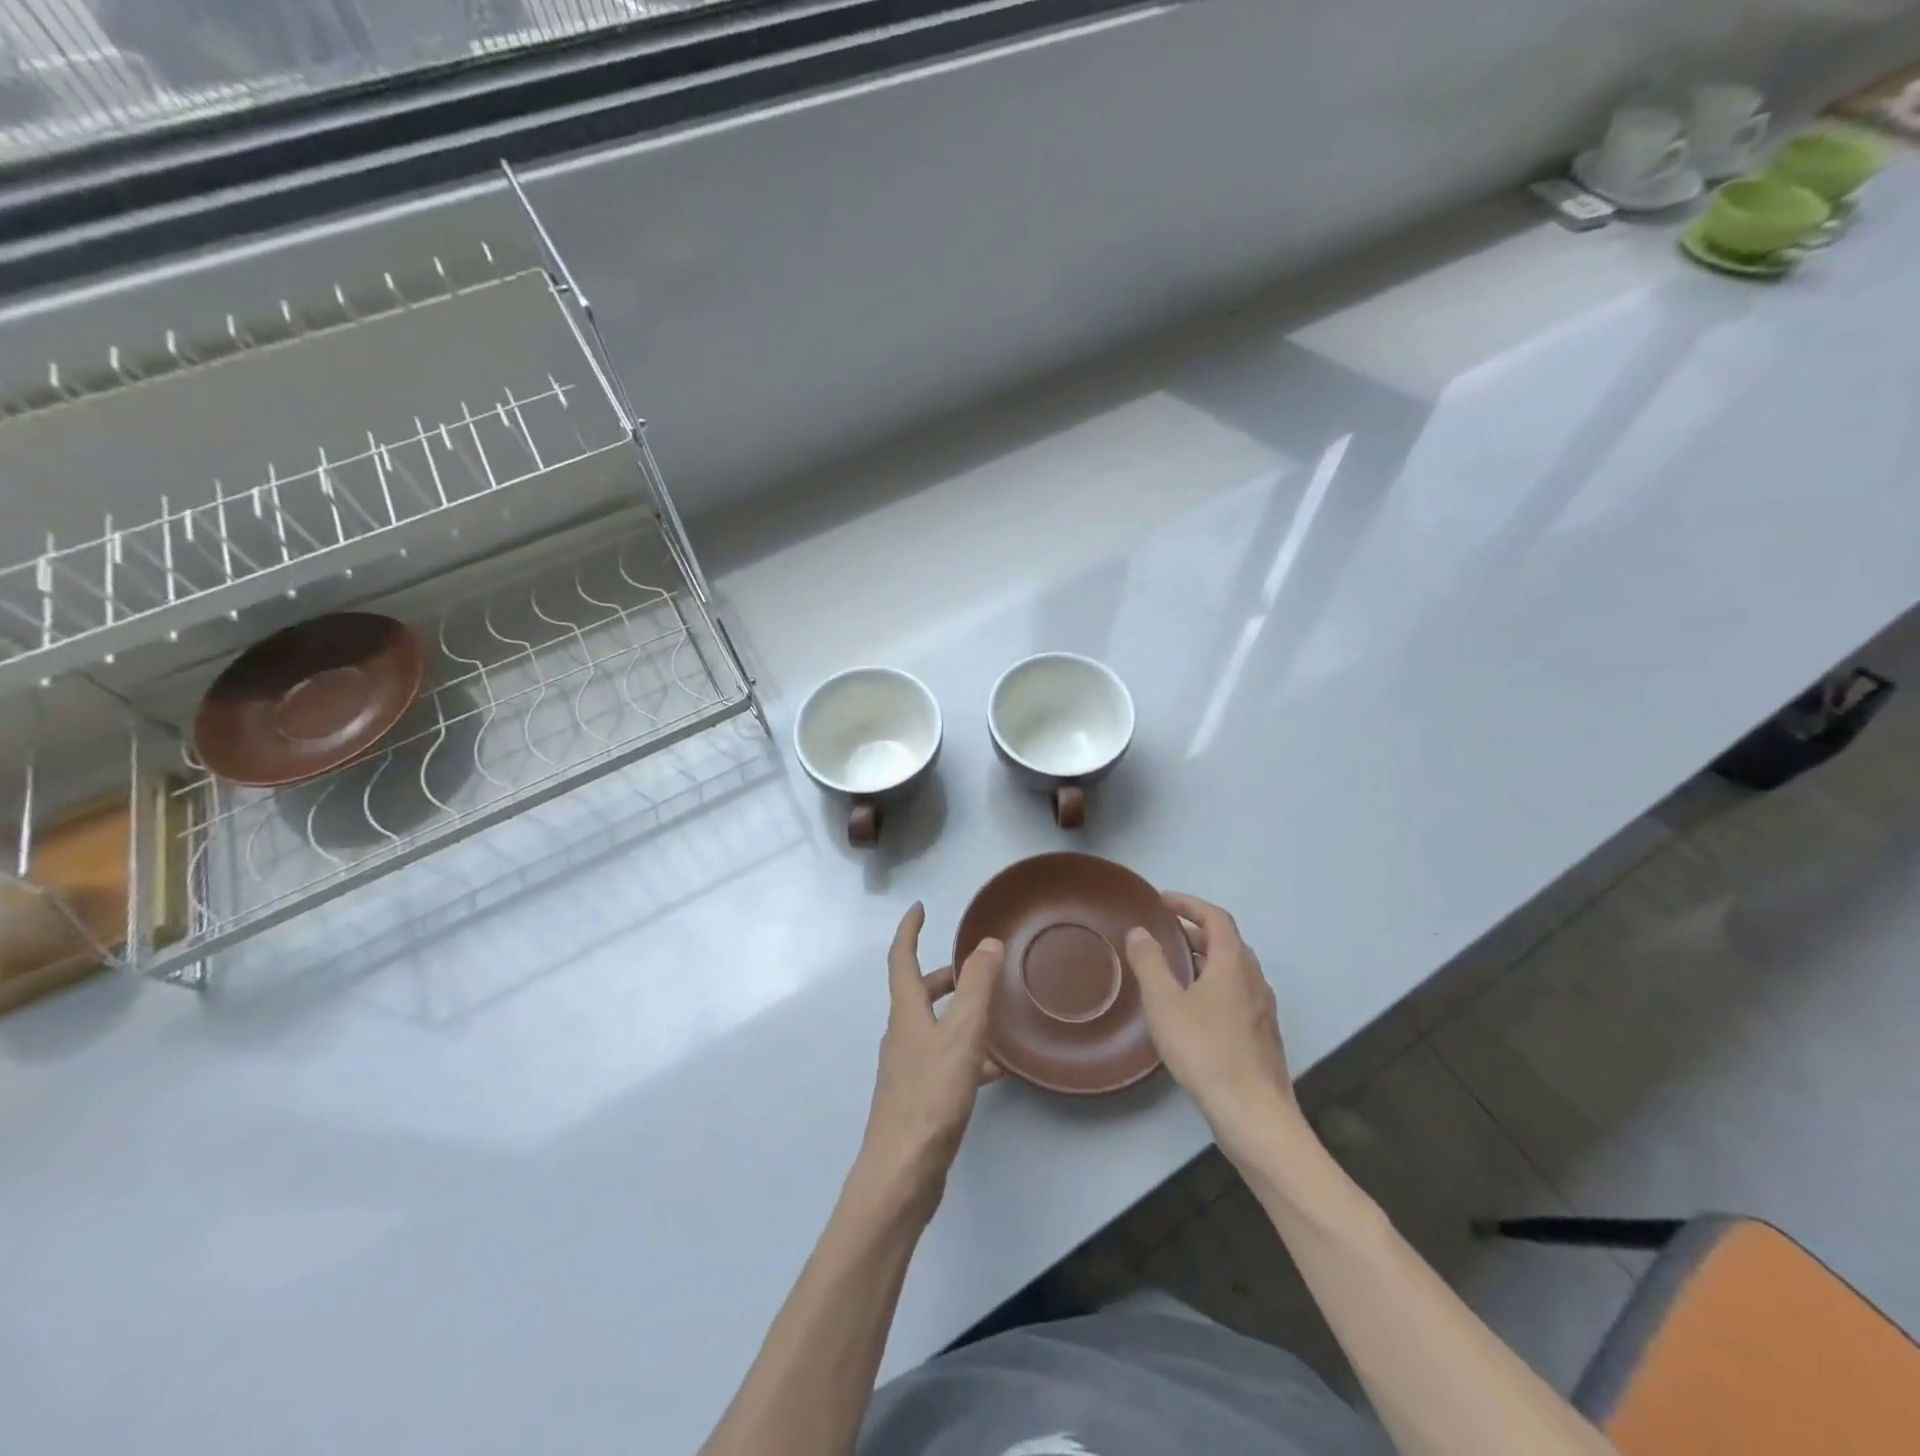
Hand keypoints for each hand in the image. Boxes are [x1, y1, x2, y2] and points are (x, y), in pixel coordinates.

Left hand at [854, 903, 1003, 1217]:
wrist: (903, 1172)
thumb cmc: (931, 1096)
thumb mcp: (962, 1035)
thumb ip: (977, 987)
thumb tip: (987, 943)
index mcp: (906, 1013)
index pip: (901, 958)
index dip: (909, 930)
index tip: (920, 908)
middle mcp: (902, 1035)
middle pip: (918, 993)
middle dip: (944, 975)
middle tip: (975, 968)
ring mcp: (908, 1068)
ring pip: (935, 1027)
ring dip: (960, 1014)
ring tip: (996, 1017)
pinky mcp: (919, 1097)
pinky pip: (945, 1060)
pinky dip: (968, 1053)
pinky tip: (995, 1071)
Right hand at [1125, 893, 1302, 1160]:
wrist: (1254, 1115)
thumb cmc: (1206, 1051)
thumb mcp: (1165, 1003)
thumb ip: (1150, 963)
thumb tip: (1140, 932)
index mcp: (1233, 963)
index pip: (1216, 917)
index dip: (1189, 903)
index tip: (1162, 901)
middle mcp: (1253, 980)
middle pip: (1227, 941)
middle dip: (1194, 930)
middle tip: (1163, 932)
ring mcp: (1262, 1010)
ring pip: (1233, 969)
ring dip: (1205, 958)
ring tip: (1173, 967)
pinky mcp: (1262, 1036)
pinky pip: (1236, 993)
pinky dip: (1213, 984)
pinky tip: (1193, 1008)